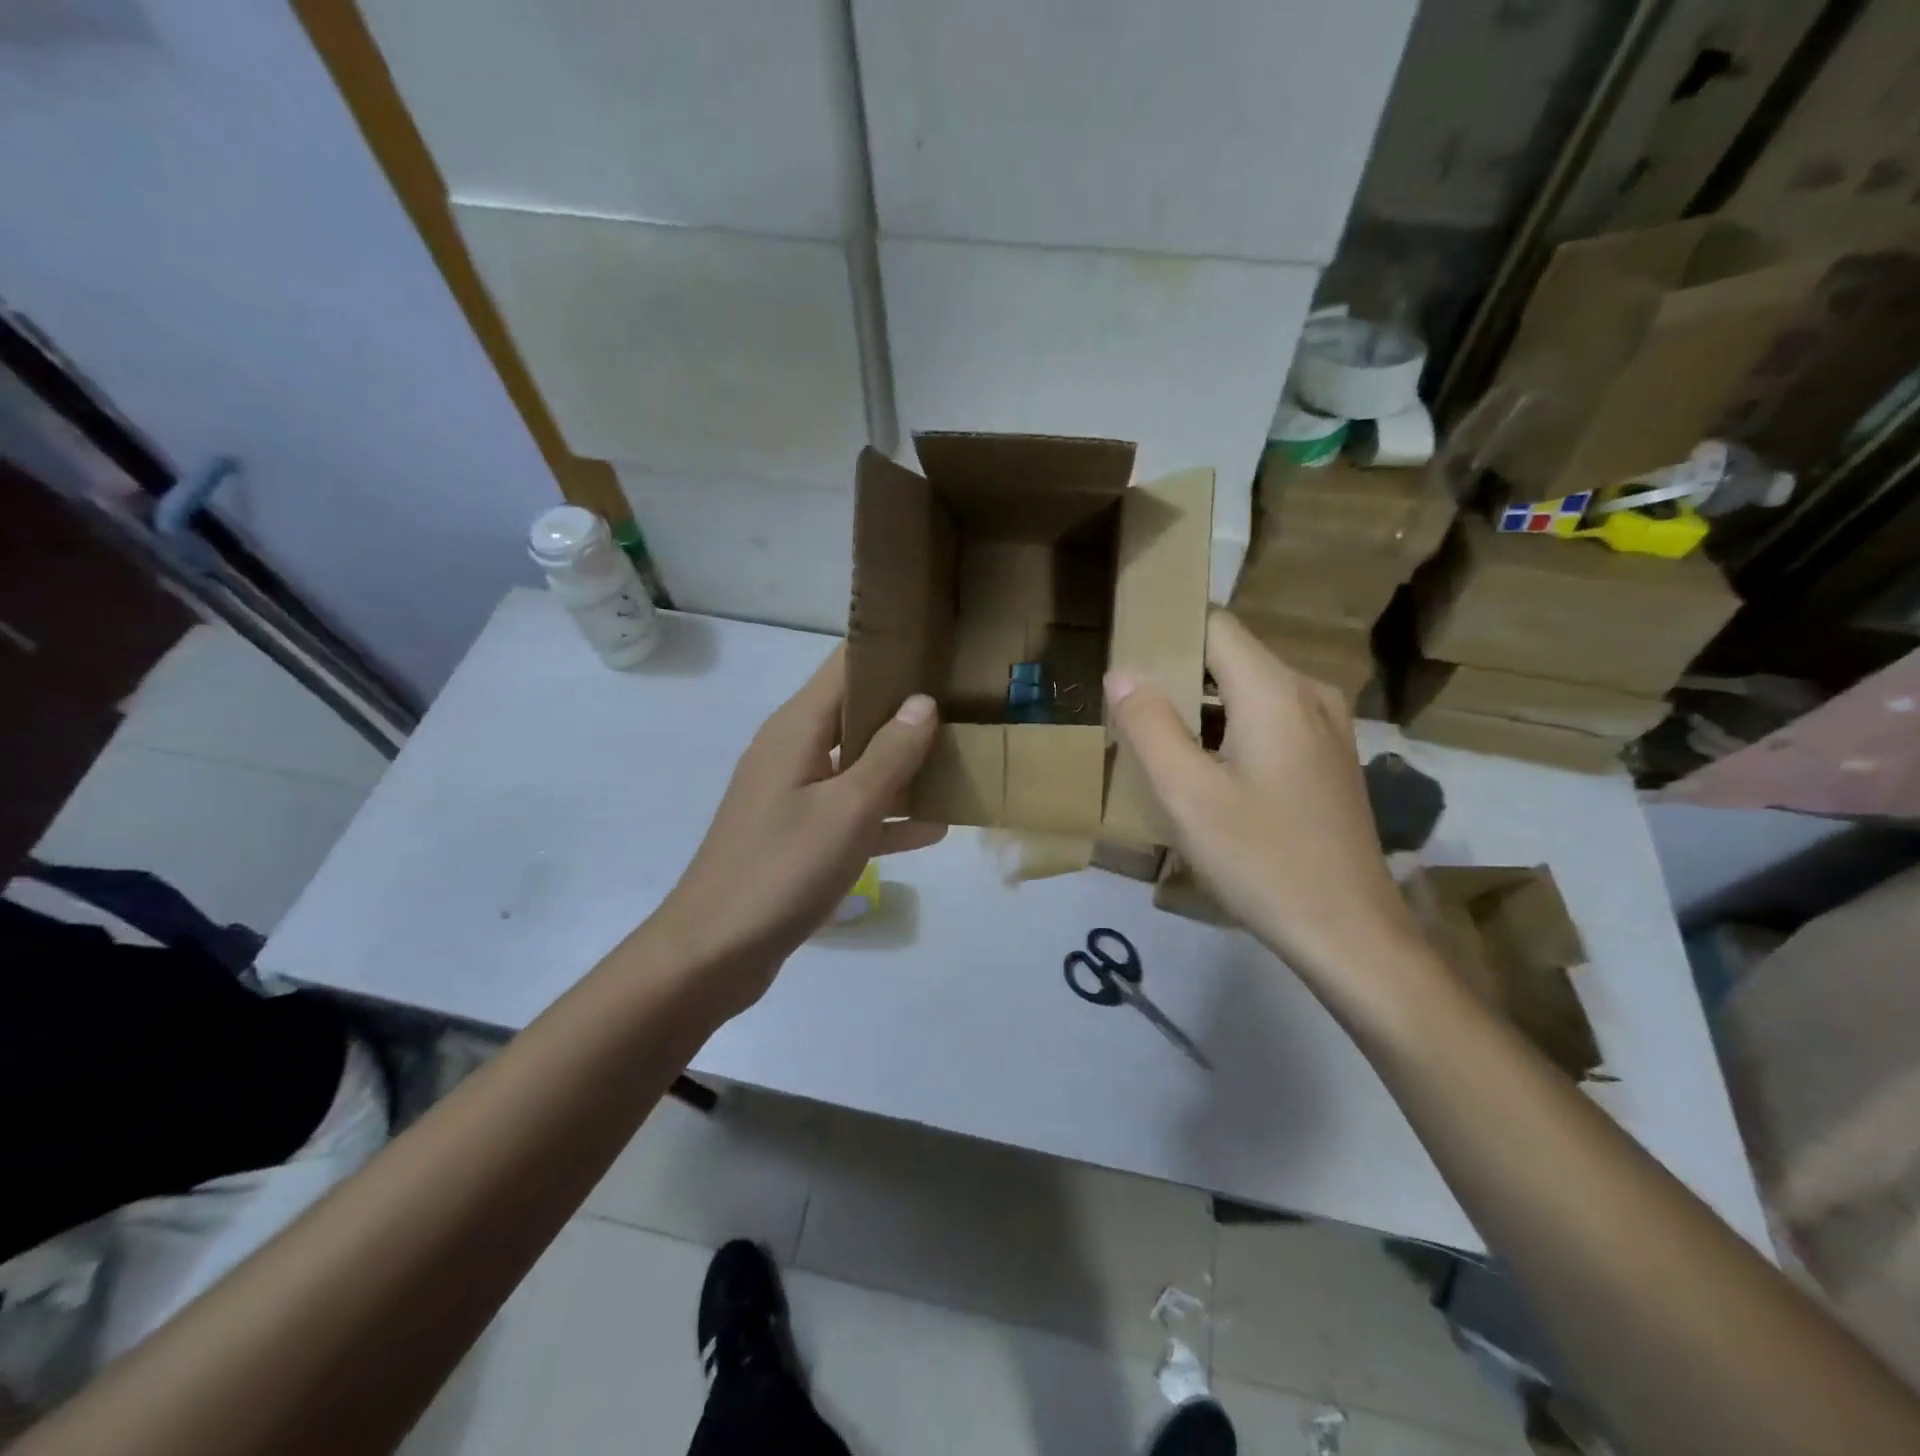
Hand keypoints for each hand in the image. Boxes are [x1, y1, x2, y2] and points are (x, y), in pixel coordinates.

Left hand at [650, 646, 944, 1013]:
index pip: (845, 665)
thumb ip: (889, 754)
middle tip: (967, 698)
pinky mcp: (800, 834)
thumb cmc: (782, 869)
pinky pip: (852, 811)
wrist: (714, 952)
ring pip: (858, 763)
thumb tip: (923, 701)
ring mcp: (795, 795)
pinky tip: (934, 826)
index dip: (890, 649)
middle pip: (855, 711)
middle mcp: (794, 751)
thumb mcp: (847, 809)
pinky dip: (887, 814)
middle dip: (907, 705)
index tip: (941, 643)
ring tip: (962, 754)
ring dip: (903, 762)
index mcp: (797, 729)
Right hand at [1105, 610, 1426, 990]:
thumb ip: (1149, 725)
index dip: (1166, 628)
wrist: (1350, 934)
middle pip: (1231, 658)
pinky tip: (1204, 773)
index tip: (1123, 651)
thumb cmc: (1261, 859)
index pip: (1214, 625)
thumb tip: (1122, 672)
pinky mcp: (1330, 760)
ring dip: (1201, 708)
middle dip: (1177, 674)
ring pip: (1250, 693)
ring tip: (1156, 741)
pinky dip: (1230, 731)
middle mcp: (1309, 693)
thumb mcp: (1187, 795)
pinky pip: (1270, 722)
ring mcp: (1327, 728)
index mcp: (1275, 691)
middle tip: (1127, 708)